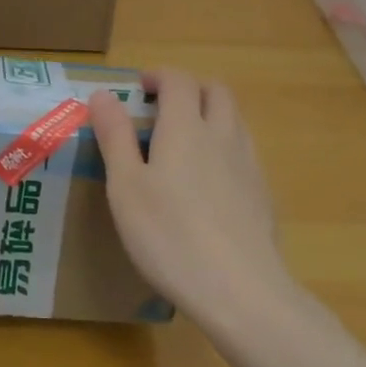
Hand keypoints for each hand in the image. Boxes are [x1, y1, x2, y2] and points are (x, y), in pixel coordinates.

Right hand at [88, 70, 289, 324]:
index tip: (140, 87)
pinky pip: (244, 151)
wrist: (240, 291)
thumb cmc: (170, 235)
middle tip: (164, 107)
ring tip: (185, 141)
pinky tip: (209, 182)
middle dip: (190, 88)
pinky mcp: (262, 195)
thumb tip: (103, 94)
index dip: (159, 75)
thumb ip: (115, 136)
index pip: (179, 80)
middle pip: (215, 91)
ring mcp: (249, 165)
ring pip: (234, 119)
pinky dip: (225, 147)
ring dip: (210, 114)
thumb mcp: (126, 186)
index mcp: (186, 127)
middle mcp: (222, 135)